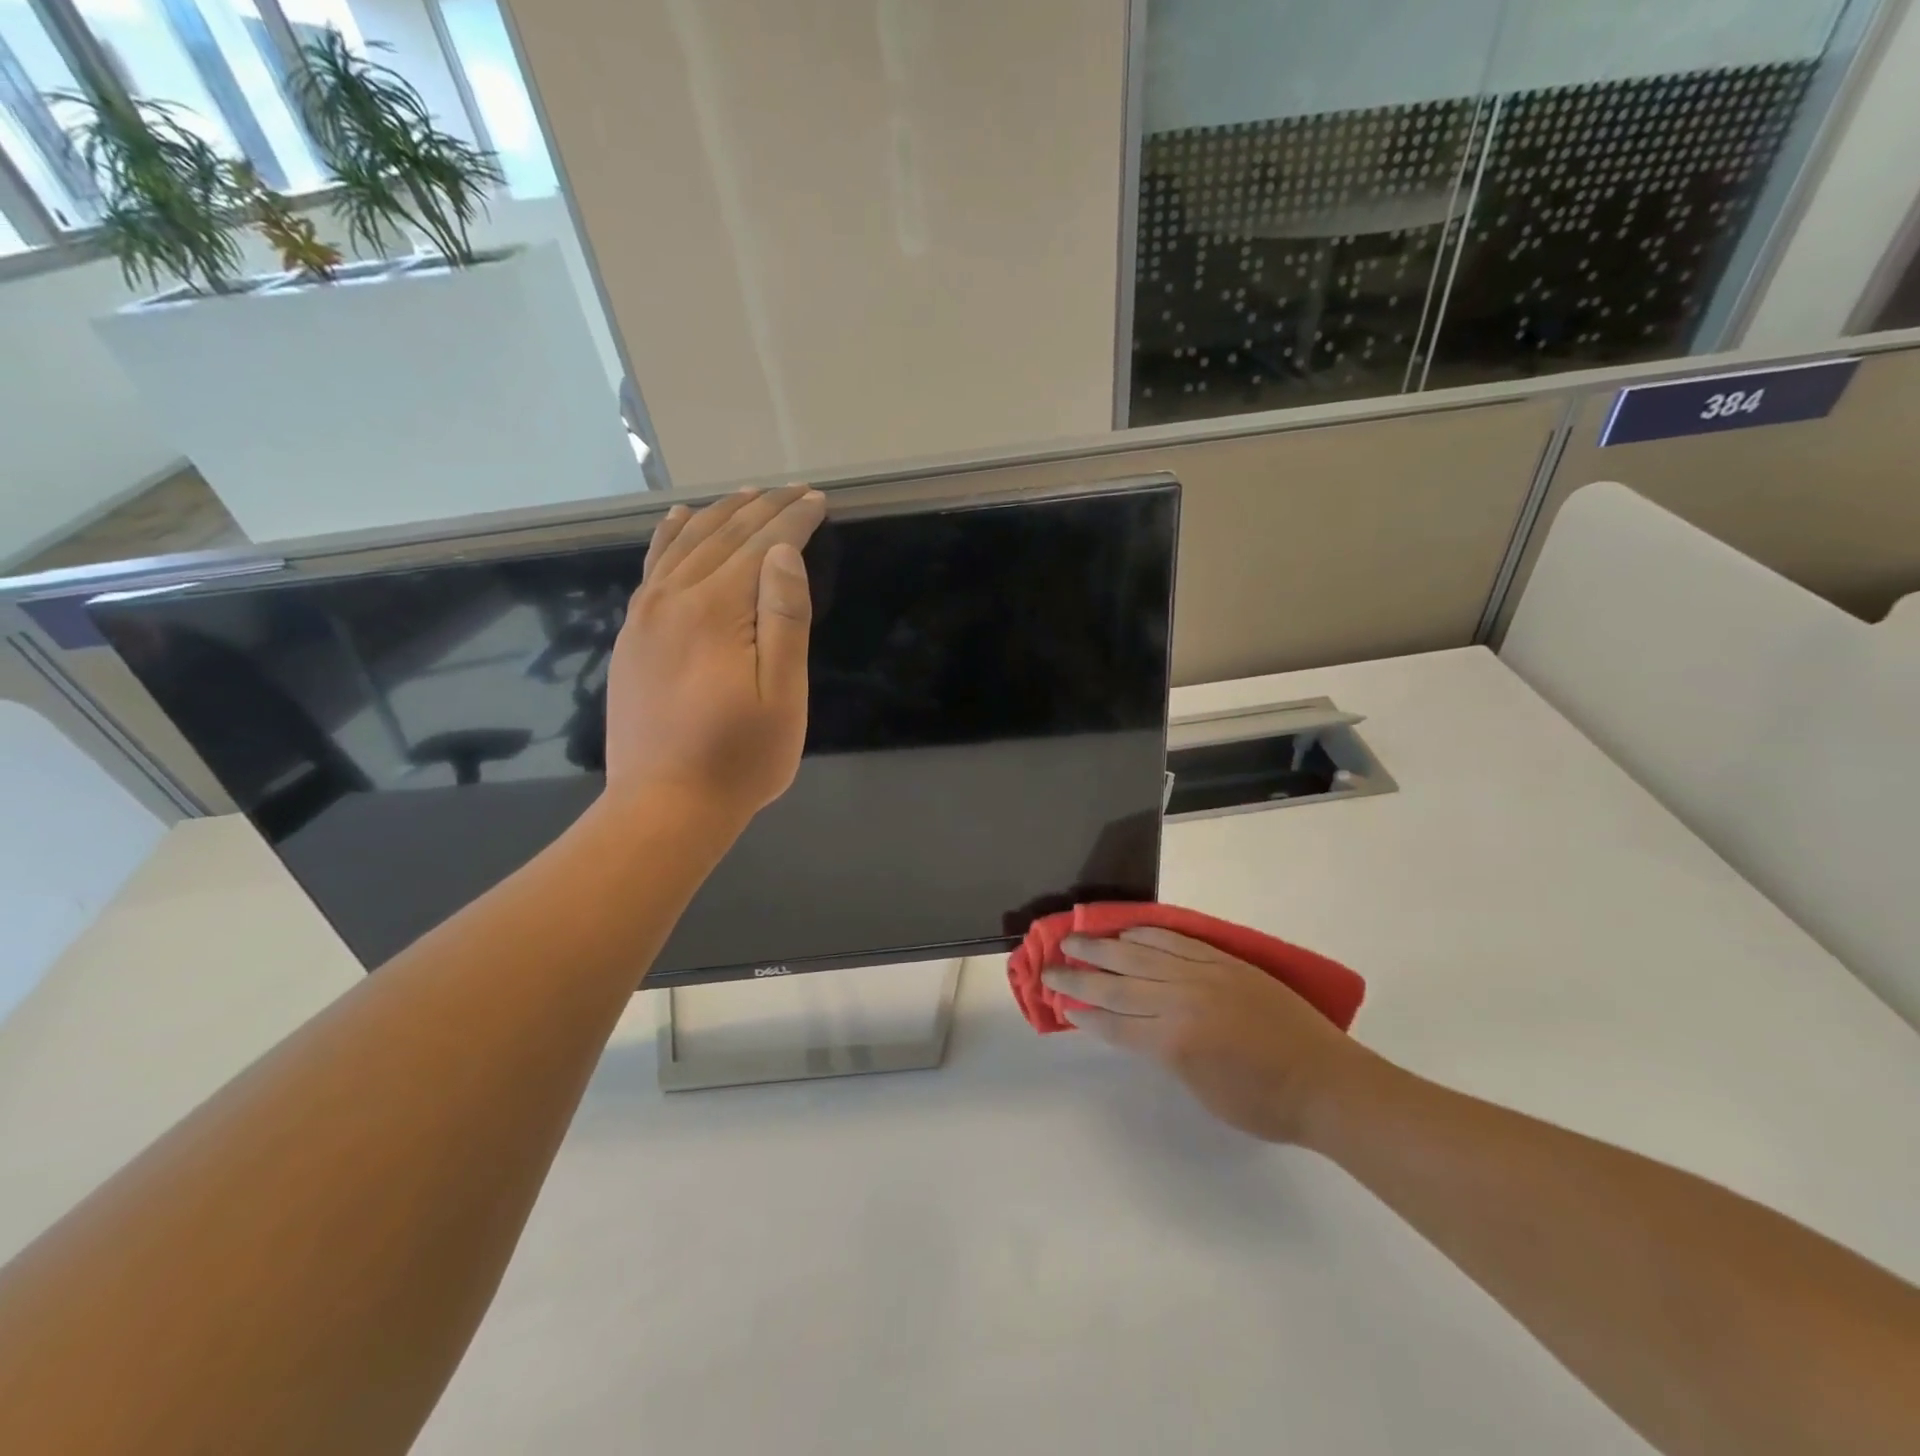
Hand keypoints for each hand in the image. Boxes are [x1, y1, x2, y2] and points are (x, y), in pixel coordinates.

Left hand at [605, 485, 826, 818]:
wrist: (663, 807)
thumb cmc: (739, 759)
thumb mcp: (781, 696)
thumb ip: (783, 620)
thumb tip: (782, 554)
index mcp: (716, 612)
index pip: (761, 547)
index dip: (793, 520)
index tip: (818, 500)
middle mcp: (674, 600)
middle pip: (722, 537)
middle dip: (762, 509)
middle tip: (793, 491)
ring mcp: (645, 616)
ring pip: (683, 545)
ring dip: (719, 515)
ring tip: (747, 494)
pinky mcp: (631, 636)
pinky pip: (652, 568)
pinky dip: (669, 538)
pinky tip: (678, 523)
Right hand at [1043, 928, 1371, 1144]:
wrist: (1326, 1082)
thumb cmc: (1263, 1103)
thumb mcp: (1201, 1089)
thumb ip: (1163, 1054)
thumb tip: (1134, 1028)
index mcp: (1175, 1040)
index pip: (1115, 1022)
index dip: (1084, 1013)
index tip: (1058, 1003)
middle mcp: (1182, 1000)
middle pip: (1117, 983)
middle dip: (1079, 976)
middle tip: (1049, 967)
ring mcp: (1204, 974)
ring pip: (1141, 954)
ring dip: (1103, 947)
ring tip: (1074, 940)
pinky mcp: (1224, 961)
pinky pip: (1177, 940)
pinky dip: (1147, 934)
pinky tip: (1127, 932)